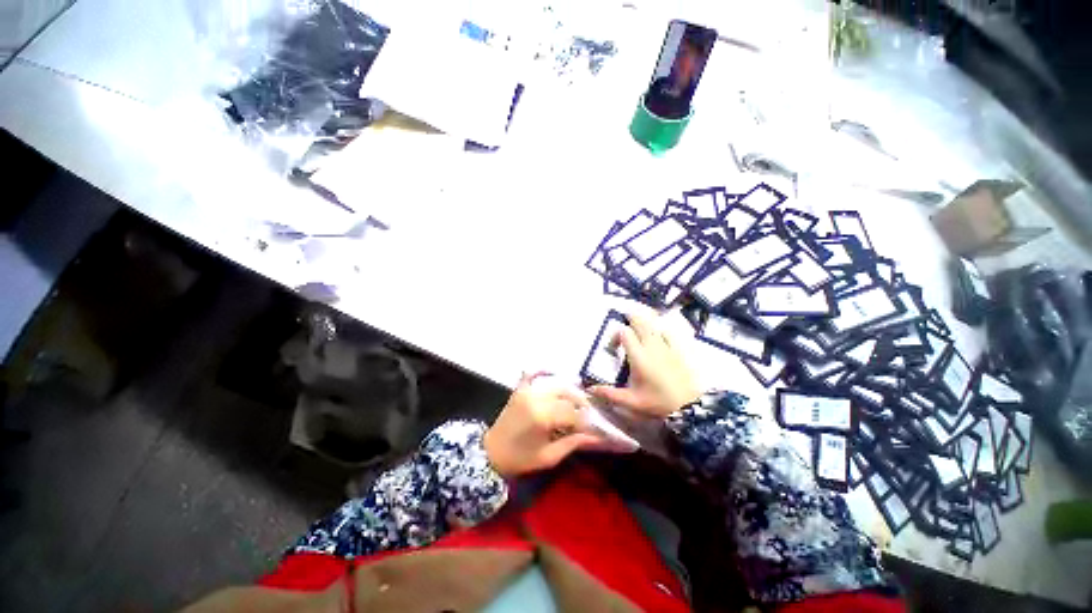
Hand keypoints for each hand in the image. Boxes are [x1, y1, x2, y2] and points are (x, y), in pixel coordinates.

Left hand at [484, 374, 605, 477]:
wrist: (490, 453)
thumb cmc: (520, 459)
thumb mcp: (549, 457)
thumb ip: (573, 443)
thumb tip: (595, 437)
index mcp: (543, 416)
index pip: (572, 413)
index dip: (584, 420)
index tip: (591, 427)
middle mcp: (536, 398)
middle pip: (566, 394)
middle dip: (580, 403)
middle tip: (587, 413)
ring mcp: (526, 391)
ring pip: (555, 384)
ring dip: (568, 390)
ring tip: (576, 401)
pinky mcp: (519, 390)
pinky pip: (532, 374)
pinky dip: (542, 370)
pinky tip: (552, 371)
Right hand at [588, 313, 699, 417]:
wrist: (690, 407)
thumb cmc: (658, 403)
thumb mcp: (631, 401)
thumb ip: (610, 394)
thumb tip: (589, 390)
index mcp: (638, 356)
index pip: (624, 332)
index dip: (616, 336)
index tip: (614, 350)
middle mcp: (651, 346)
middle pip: (639, 321)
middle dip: (629, 320)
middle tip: (624, 329)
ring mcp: (666, 345)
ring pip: (652, 324)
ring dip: (643, 323)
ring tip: (638, 329)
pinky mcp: (678, 349)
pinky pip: (667, 332)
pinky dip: (659, 330)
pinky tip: (657, 337)